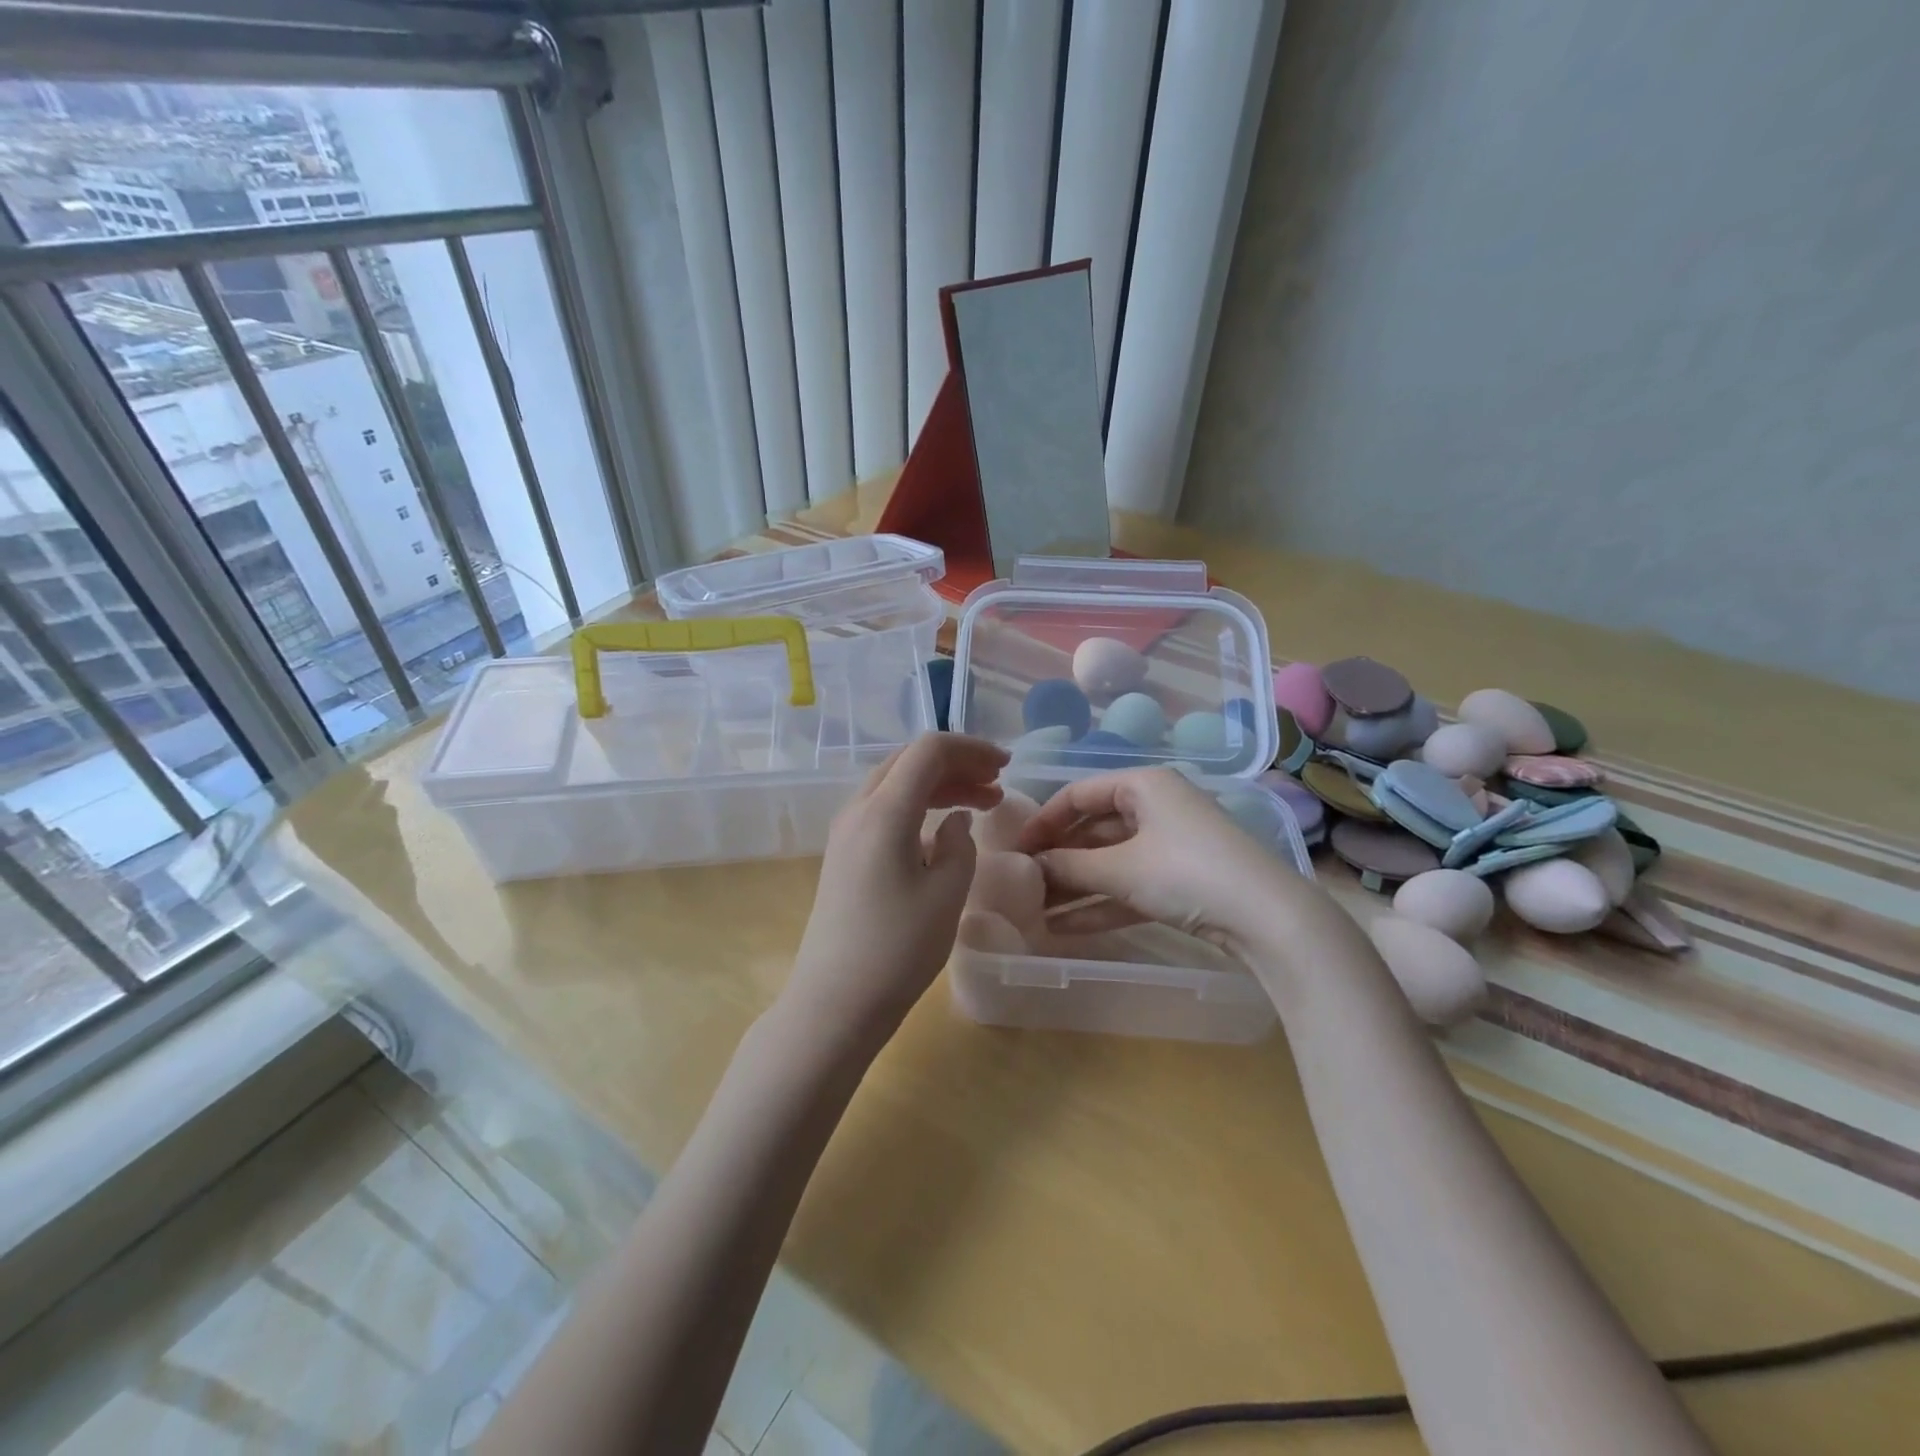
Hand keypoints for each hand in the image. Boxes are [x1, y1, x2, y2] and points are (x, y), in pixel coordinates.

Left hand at [783, 733, 1008, 1050]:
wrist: (835, 1001)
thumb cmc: (898, 949)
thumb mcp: (947, 894)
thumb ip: (959, 844)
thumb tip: (954, 821)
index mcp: (884, 811)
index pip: (928, 751)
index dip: (971, 749)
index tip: (1006, 766)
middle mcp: (858, 809)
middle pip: (909, 761)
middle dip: (957, 764)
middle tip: (996, 784)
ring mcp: (846, 831)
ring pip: (896, 783)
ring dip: (939, 784)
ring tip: (981, 802)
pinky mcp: (844, 854)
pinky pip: (884, 808)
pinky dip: (918, 805)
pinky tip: (943, 828)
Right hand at [1018, 767, 1309, 950]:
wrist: (1267, 918)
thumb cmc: (1185, 872)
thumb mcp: (1120, 868)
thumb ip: (1069, 866)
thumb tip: (1030, 866)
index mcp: (1142, 786)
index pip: (1078, 794)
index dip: (1043, 821)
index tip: (1015, 850)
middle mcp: (1155, 808)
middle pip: (1093, 829)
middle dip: (1058, 859)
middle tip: (1023, 884)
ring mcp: (1169, 846)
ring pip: (1109, 862)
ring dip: (1074, 886)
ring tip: (1034, 910)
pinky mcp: (1179, 881)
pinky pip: (1128, 886)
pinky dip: (1099, 903)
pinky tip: (1063, 927)